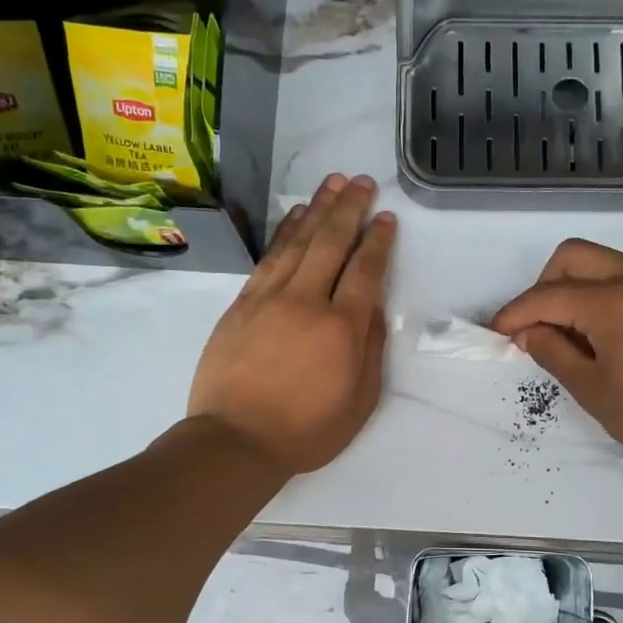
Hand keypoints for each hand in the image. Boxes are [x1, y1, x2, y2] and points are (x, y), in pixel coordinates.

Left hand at [188, 174, 394, 474]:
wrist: (236, 440)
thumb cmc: (306, 431)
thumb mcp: (359, 402)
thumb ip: (370, 350)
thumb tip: (373, 307)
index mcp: (341, 328)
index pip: (365, 270)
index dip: (378, 240)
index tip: (387, 218)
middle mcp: (307, 302)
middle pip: (331, 242)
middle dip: (350, 208)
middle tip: (362, 182)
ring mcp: (269, 299)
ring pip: (298, 242)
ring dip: (318, 209)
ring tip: (333, 184)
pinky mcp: (242, 304)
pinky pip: (268, 257)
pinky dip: (285, 232)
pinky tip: (295, 217)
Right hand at [491, 239, 622, 479]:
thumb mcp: (592, 390)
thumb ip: (552, 352)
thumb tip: (528, 331)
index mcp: (615, 303)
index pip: (547, 295)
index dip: (515, 313)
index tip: (496, 334)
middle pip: (571, 257)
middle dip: (542, 287)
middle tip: (537, 329)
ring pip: (599, 261)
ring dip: (572, 287)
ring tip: (569, 335)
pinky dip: (600, 292)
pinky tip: (600, 332)